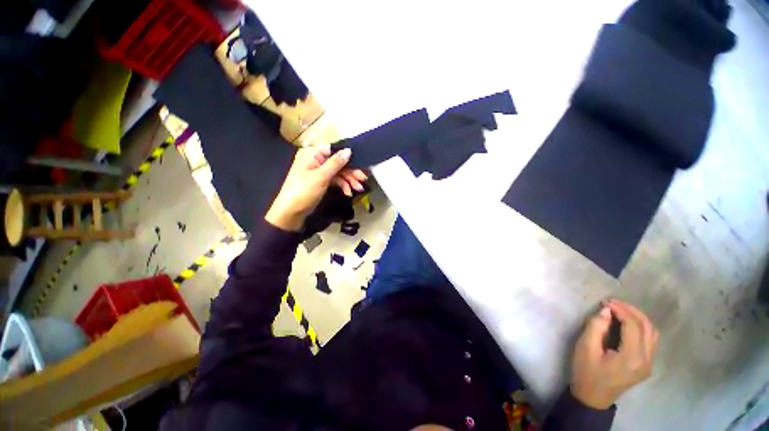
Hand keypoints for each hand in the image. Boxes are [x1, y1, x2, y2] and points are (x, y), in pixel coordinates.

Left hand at [265, 145, 366, 230]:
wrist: (291, 212)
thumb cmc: (304, 191)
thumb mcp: (321, 176)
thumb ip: (336, 163)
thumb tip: (349, 150)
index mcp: (312, 154)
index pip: (334, 149)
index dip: (348, 156)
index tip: (361, 163)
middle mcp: (316, 160)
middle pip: (339, 162)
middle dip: (351, 172)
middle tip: (363, 180)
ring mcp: (319, 172)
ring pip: (339, 172)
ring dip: (349, 180)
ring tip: (359, 189)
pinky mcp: (322, 182)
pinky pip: (335, 180)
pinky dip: (342, 186)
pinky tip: (348, 193)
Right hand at [570, 299, 658, 409]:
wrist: (593, 397)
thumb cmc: (586, 372)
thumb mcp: (585, 348)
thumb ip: (596, 327)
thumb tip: (606, 310)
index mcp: (632, 357)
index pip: (634, 326)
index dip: (621, 310)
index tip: (605, 302)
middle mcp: (646, 360)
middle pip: (648, 327)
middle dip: (632, 310)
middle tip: (613, 302)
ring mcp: (649, 364)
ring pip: (652, 333)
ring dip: (638, 318)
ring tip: (621, 310)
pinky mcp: (646, 365)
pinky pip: (650, 340)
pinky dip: (641, 327)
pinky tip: (627, 323)